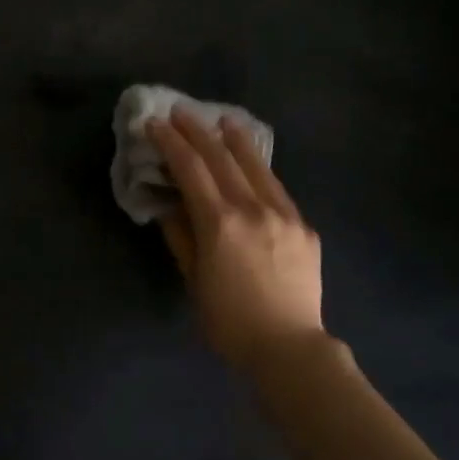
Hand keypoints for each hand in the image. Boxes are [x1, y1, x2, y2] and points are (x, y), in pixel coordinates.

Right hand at [149, 109, 324, 371]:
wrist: (289, 347)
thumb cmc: (229, 321)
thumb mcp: (194, 280)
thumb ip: (181, 236)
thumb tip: (170, 205)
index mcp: (221, 223)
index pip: (191, 169)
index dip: (171, 143)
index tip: (155, 124)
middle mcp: (254, 208)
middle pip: (222, 158)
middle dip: (198, 131)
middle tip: (180, 112)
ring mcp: (284, 214)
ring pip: (256, 165)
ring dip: (235, 139)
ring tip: (222, 120)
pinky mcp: (304, 226)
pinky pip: (277, 188)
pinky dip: (259, 168)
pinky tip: (253, 162)